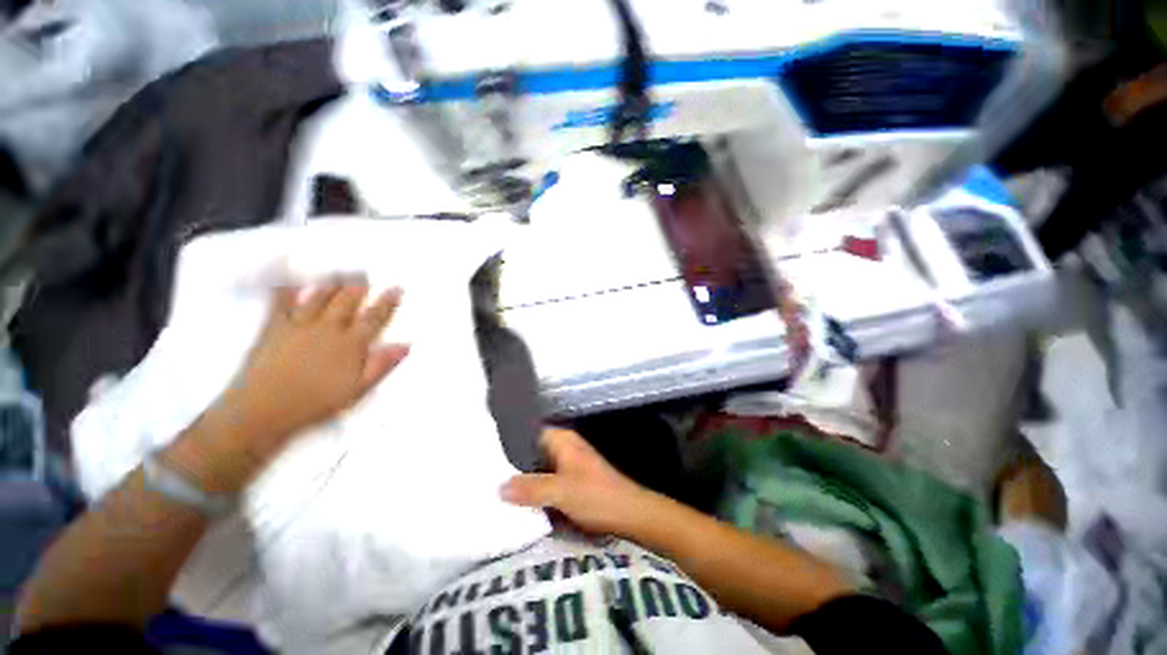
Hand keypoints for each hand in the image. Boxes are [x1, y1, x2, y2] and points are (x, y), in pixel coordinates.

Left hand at [220, 280, 409, 448]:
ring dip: (331, 285)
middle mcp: (327, 329)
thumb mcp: (357, 390)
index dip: (387, 302)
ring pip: (319, 298)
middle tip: (365, 276)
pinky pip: (281, 303)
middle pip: (346, 302)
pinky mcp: (273, 328)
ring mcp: (299, 326)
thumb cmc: (315, 404)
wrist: (262, 411)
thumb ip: (381, 365)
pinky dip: (287, 290)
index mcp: (350, 344)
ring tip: (339, 276)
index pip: (374, 318)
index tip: (396, 288)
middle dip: (358, 287)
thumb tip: (405, 345)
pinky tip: (292, 281)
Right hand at [500, 428, 655, 536]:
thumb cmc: (596, 495)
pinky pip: (546, 482)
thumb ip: (530, 488)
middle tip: (485, 476)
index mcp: (562, 440)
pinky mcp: (570, 483)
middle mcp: (563, 448)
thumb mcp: (561, 491)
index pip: (529, 432)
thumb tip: (498, 487)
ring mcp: (567, 465)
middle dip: (513, 465)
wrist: (629, 514)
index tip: (486, 454)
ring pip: (538, 468)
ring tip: (494, 490)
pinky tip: (517, 502)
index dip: (509, 441)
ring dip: (523, 480)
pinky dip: (534, 490)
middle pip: (532, 452)